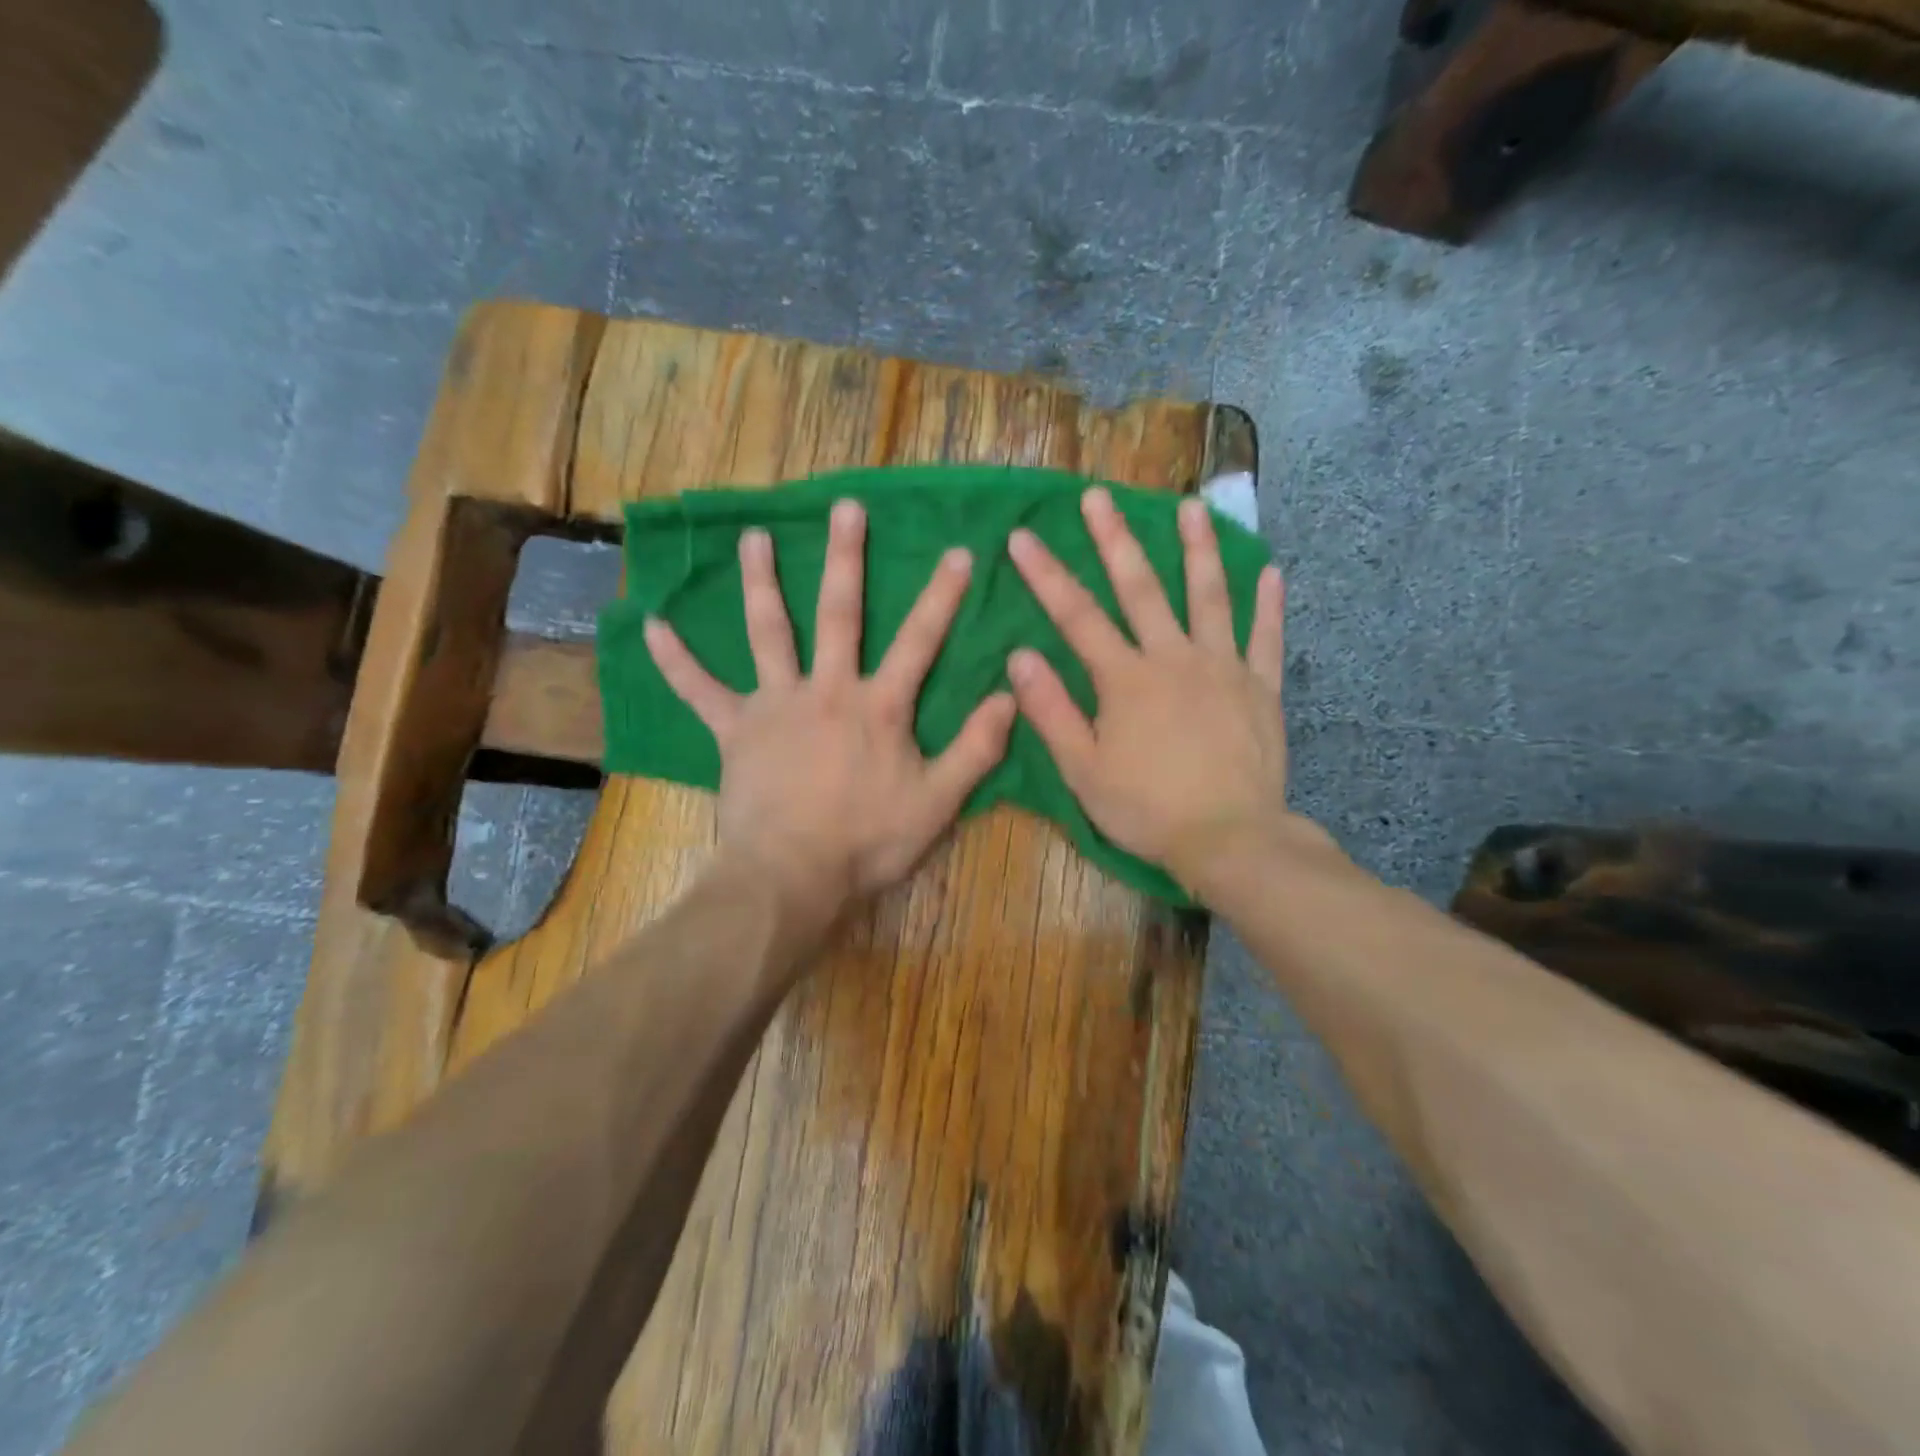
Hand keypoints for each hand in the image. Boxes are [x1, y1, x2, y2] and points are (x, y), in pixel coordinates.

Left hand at [644, 499, 1016, 936]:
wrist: (792, 875)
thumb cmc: (868, 841)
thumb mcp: (938, 802)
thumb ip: (976, 749)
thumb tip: (1011, 697)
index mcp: (878, 706)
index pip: (920, 641)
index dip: (942, 597)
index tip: (958, 552)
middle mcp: (828, 690)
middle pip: (838, 614)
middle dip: (846, 558)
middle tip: (845, 508)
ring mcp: (776, 705)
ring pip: (769, 632)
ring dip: (762, 582)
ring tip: (753, 537)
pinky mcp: (734, 730)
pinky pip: (699, 690)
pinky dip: (677, 659)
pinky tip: (652, 626)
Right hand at [1006, 486, 1287, 898]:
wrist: (1229, 839)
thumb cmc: (1146, 809)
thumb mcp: (1083, 770)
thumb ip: (1051, 710)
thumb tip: (1020, 656)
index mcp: (1125, 679)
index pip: (1077, 616)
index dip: (1046, 575)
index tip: (1023, 536)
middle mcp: (1174, 658)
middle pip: (1141, 588)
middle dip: (1115, 539)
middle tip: (1100, 495)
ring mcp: (1223, 668)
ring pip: (1210, 597)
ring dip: (1198, 549)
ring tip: (1192, 507)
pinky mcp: (1261, 688)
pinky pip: (1266, 638)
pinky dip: (1269, 604)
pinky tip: (1271, 571)